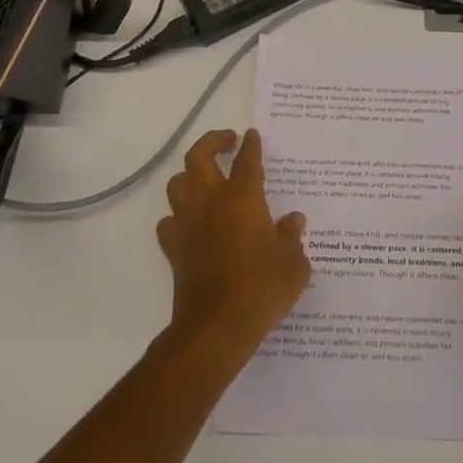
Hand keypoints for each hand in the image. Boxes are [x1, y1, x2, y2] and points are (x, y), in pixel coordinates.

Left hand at [157, 129, 309, 361]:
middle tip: (228, 141)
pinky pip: (169, 222)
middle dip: (212, 142)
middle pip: (199, 157)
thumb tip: (292, 221)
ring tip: (207, 179)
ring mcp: (188, 225)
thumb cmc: (261, 289)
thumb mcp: (293, 263)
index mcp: (243, 199)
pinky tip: (192, 224)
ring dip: (191, 175)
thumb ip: (292, 237)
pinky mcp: (174, 250)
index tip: (252, 135)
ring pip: (178, 184)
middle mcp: (211, 203)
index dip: (251, 145)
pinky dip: (179, 216)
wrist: (216, 327)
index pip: (247, 161)